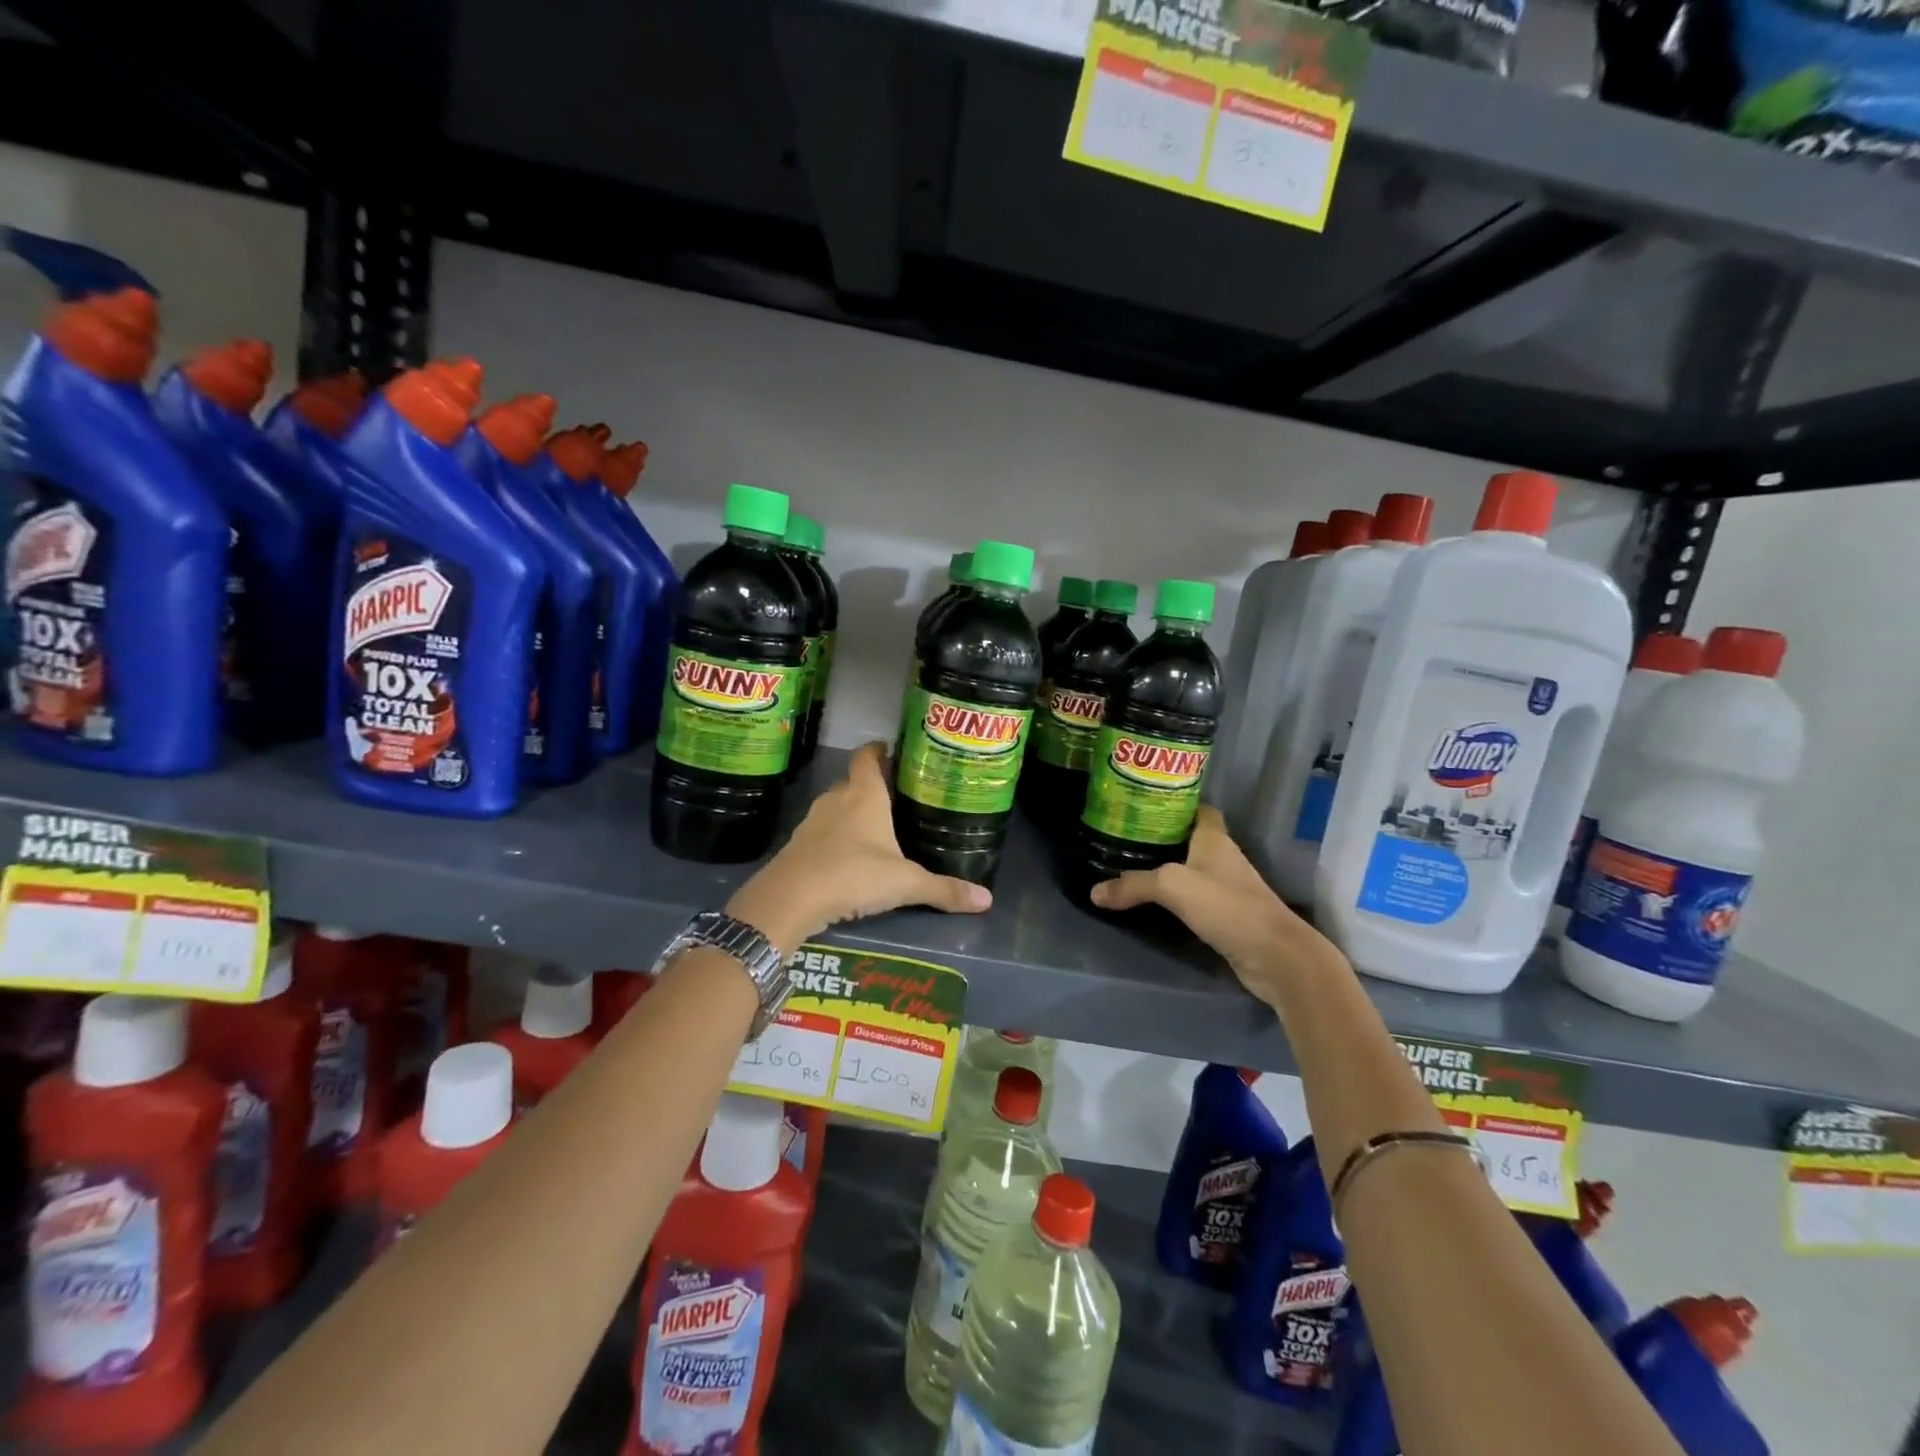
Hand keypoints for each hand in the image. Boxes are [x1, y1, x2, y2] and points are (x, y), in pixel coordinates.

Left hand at [726, 743, 990, 951]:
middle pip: (853, 782)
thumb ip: (944, 889)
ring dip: (852, 814)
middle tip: (897, 798)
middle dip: (872, 786)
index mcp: (865, 795)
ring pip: (836, 808)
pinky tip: (849, 859)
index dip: (879, 750)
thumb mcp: (905, 884)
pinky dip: (835, 839)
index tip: (893, 751)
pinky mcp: (797, 846)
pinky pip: (822, 833)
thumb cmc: (854, 875)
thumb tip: (987, 900)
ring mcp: (812, 822)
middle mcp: (837, 800)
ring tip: (876, 829)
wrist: (790, 899)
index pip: (868, 757)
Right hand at [1088, 805, 1339, 1004]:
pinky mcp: (1225, 915)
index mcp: (1214, 839)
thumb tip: (1094, 892)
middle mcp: (1222, 858)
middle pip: (1188, 838)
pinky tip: (1151, 901)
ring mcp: (1226, 888)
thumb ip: (1133, 885)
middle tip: (1123, 835)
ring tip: (1128, 865)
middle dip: (1160, 836)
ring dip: (1165, 867)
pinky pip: (1193, 897)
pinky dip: (1174, 897)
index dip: (1173, 803)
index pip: (1197, 808)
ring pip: (1189, 868)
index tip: (1142, 804)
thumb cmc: (1228, 906)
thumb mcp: (1173, 887)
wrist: (1275, 957)